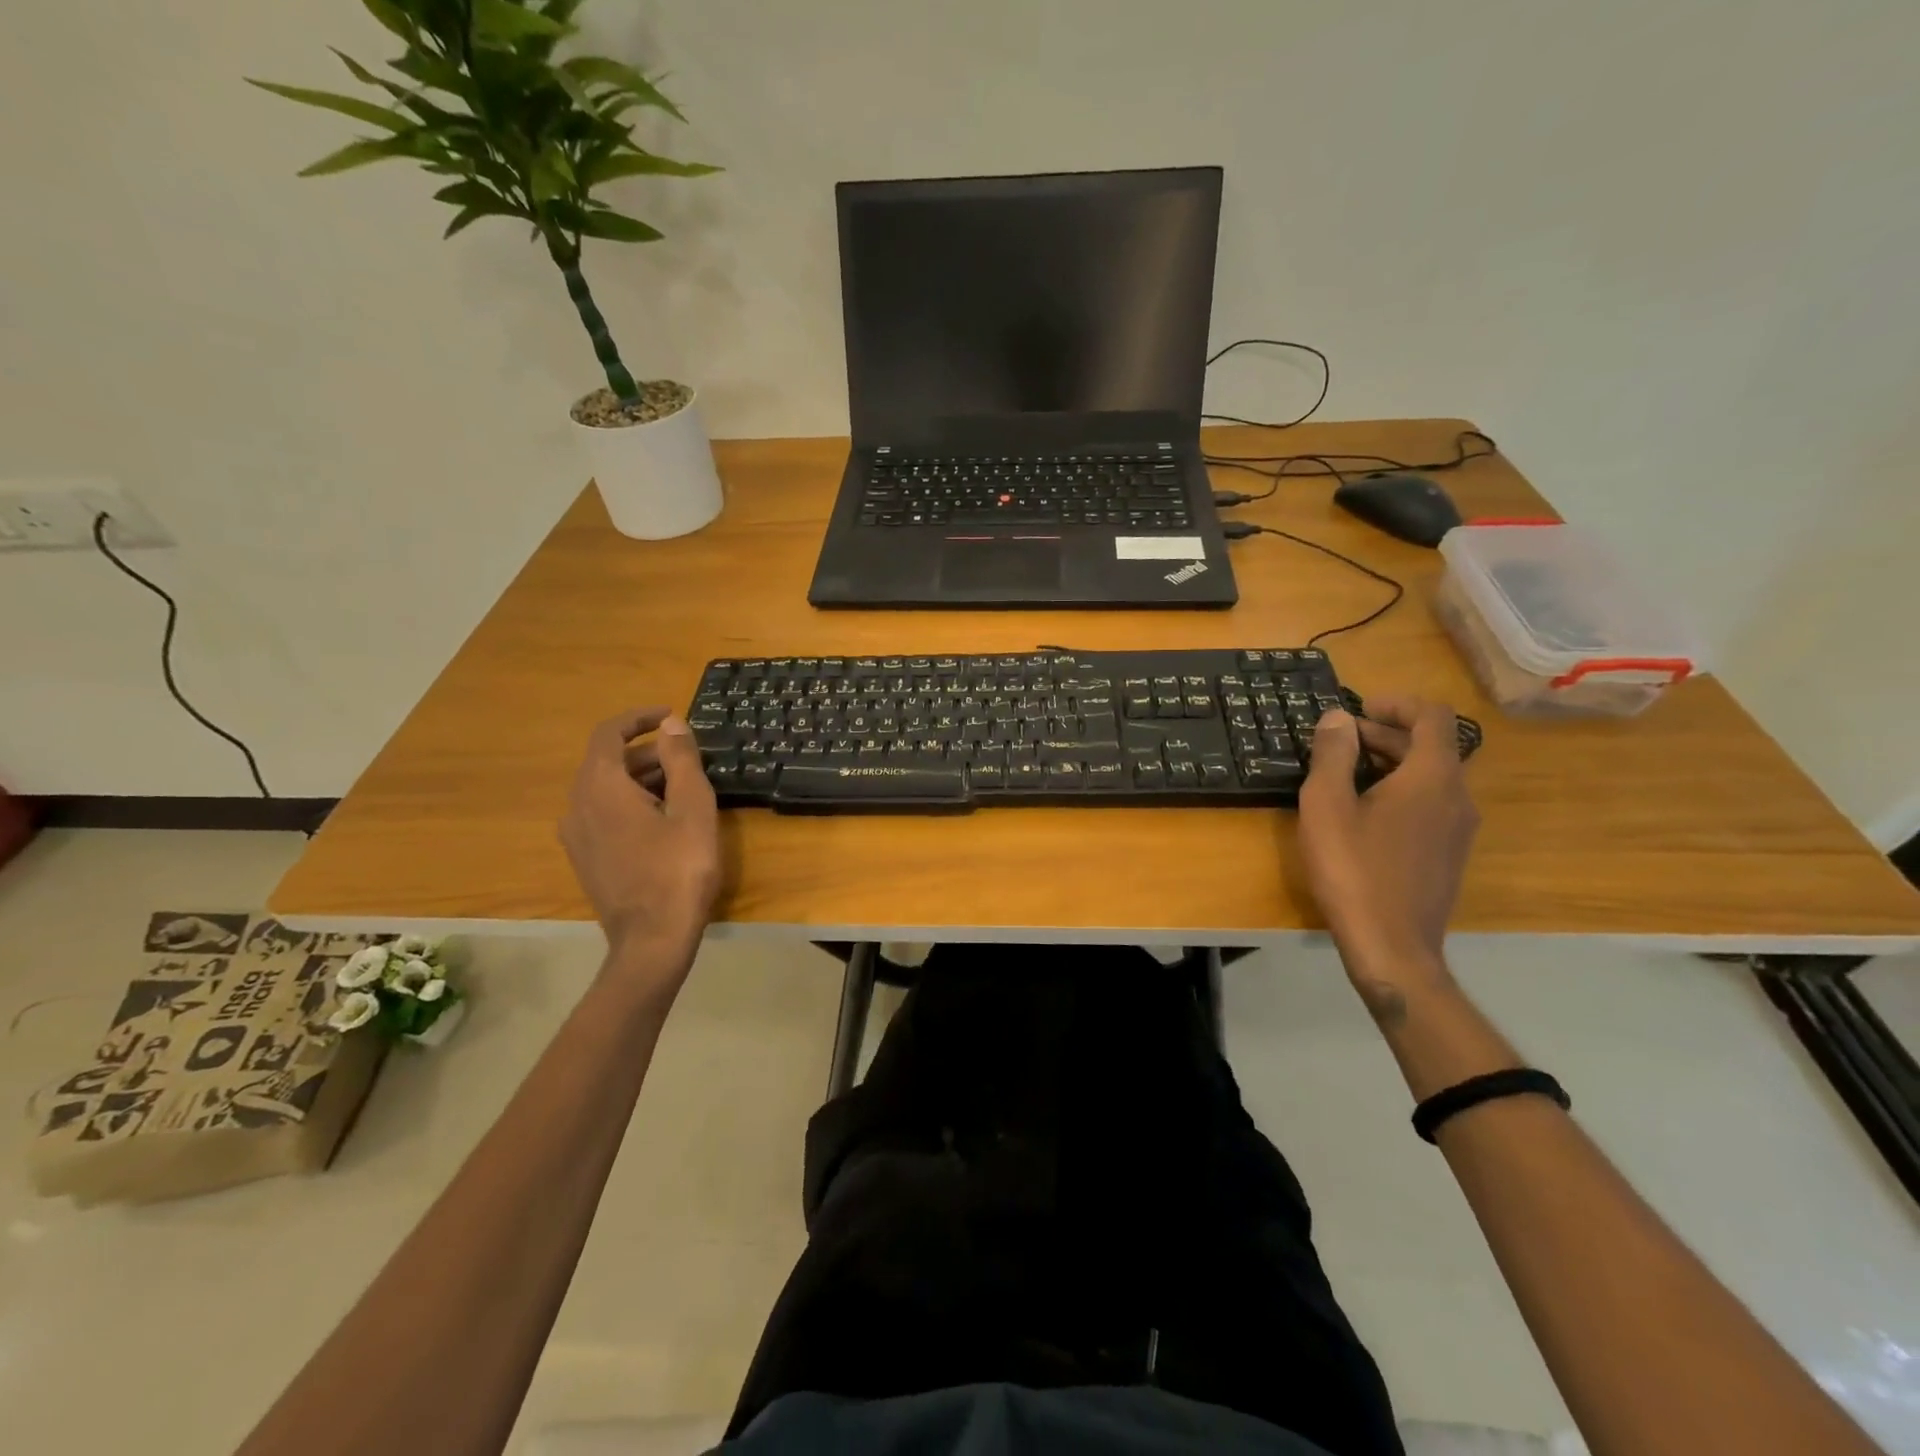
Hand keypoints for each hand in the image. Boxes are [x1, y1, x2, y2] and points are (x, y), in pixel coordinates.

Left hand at [559, 707, 721, 974]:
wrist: (651, 941)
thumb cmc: (679, 869)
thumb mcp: (693, 808)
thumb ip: (681, 760)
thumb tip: (671, 725)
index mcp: (600, 786)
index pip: (608, 733)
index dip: (638, 718)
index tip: (670, 715)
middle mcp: (577, 805)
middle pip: (608, 761)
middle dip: (647, 751)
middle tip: (688, 757)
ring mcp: (576, 835)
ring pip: (605, 789)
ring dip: (641, 778)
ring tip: (683, 787)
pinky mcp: (584, 858)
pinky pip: (603, 813)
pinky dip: (630, 802)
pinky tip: (663, 819)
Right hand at [1299, 698, 1478, 986]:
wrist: (1392, 946)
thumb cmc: (1354, 869)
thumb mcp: (1326, 805)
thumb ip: (1332, 754)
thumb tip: (1338, 718)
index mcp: (1433, 777)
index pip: (1432, 716)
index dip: (1396, 704)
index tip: (1358, 709)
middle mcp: (1458, 796)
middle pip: (1429, 746)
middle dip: (1384, 735)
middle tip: (1337, 743)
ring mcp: (1459, 829)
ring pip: (1430, 777)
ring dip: (1390, 764)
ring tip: (1343, 777)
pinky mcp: (1450, 854)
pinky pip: (1430, 804)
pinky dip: (1400, 792)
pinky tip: (1362, 814)